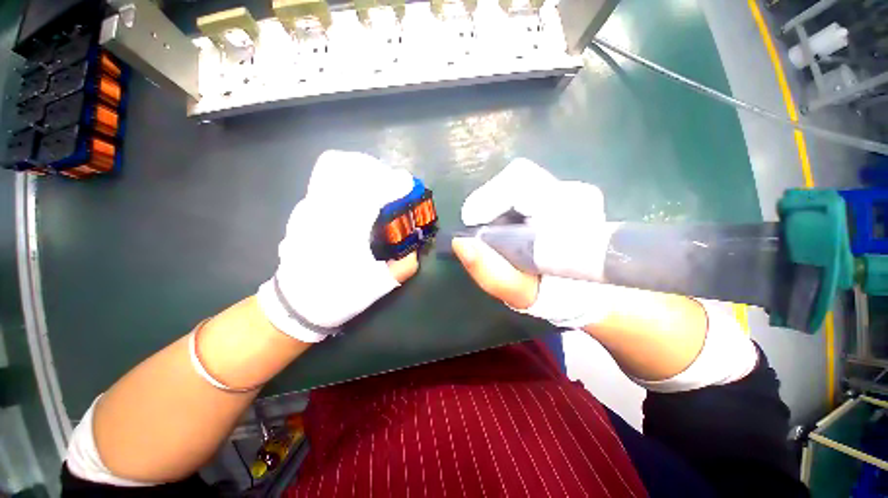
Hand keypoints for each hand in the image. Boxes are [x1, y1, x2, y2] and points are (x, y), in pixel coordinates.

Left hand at [257, 151, 418, 342]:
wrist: (295, 306)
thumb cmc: (337, 296)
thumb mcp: (377, 287)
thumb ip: (403, 266)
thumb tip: (415, 250)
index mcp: (344, 230)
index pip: (370, 190)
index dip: (393, 182)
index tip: (408, 183)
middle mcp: (323, 211)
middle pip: (348, 168)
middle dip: (376, 170)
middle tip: (391, 183)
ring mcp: (308, 208)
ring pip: (333, 168)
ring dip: (360, 170)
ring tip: (375, 184)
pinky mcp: (303, 210)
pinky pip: (326, 180)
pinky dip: (347, 179)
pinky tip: (357, 196)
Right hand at [452, 158, 613, 327]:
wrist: (585, 290)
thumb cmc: (553, 294)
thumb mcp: (518, 292)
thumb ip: (490, 272)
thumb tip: (460, 242)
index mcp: (570, 215)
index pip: (522, 183)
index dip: (488, 198)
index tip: (472, 221)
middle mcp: (575, 194)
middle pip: (518, 177)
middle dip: (490, 200)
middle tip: (478, 225)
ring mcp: (572, 190)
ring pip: (520, 181)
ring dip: (498, 203)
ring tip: (493, 229)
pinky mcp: (565, 192)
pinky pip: (526, 187)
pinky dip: (507, 203)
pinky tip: (507, 225)